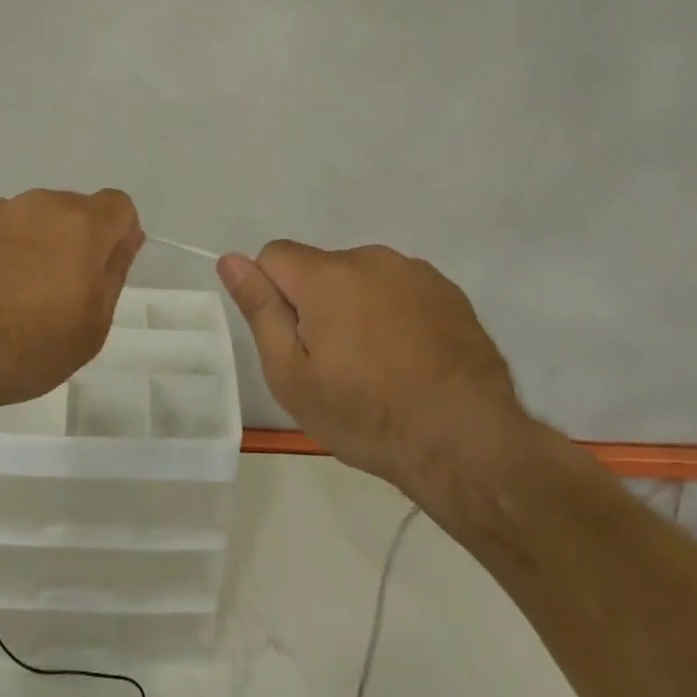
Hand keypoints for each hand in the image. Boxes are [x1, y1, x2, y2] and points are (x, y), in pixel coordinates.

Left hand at [0, 189, 144, 426]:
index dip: (117, 235)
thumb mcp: (91, 327)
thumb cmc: (25, 348)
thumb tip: (126, 237)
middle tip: (56, 291)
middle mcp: (37, 204)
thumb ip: (113, 272)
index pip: (118, 206)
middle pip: (70, 209)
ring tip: (9, 294)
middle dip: (72, 240)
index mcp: (80, 225)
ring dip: (30, 243)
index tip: (102, 271)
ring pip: (27, 218)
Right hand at [217, 241, 534, 507]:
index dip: (273, 294)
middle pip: (320, 268)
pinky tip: (411, 360)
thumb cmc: (365, 415)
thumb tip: (230, 259)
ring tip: (378, 366)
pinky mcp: (448, 291)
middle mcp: (370, 259)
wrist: (467, 442)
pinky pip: (400, 290)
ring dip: (357, 307)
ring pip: (362, 279)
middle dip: (316, 303)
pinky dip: (394, 314)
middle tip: (335, 364)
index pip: (275, 255)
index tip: (294, 340)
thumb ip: (260, 309)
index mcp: (326, 276)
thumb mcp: (292, 374)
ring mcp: (415, 272)